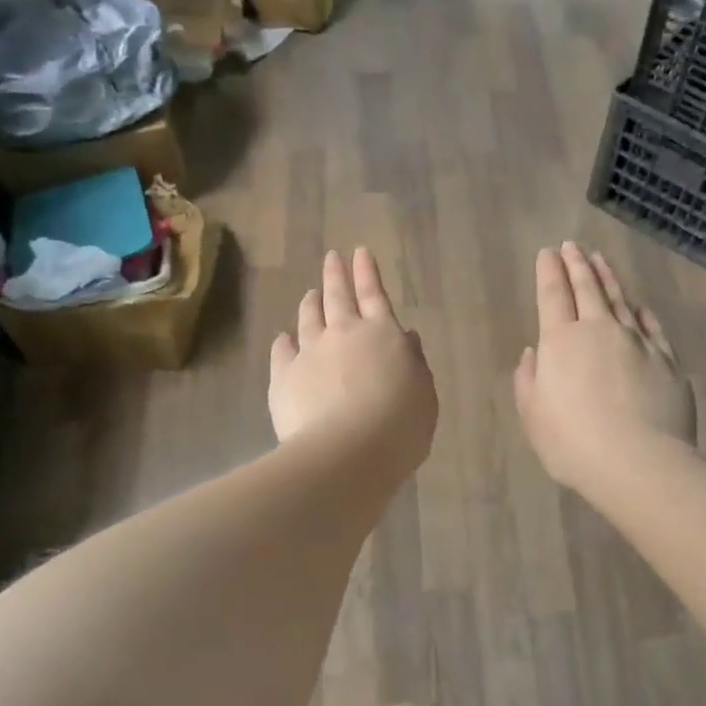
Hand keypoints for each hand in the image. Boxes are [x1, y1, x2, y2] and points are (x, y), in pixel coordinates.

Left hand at [270, 249, 437, 475]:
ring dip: (310, 302)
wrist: (347, 453)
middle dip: (336, 274)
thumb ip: (414, 364)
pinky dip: (284, 342)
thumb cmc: (399, 426)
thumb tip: (407, 338)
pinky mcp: (283, 377)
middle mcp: (344, 334)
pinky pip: (282, 351)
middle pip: (338, 296)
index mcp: (383, 334)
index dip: (368, 272)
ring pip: (308, 318)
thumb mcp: (423, 394)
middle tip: (332, 257)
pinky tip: (283, 338)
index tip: (360, 252)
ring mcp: (310, 353)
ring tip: (310, 293)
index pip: (374, 294)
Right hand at [514, 243, 694, 493]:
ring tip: (600, 260)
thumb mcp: (533, 415)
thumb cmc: (573, 442)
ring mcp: (637, 342)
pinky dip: (642, 311)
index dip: (549, 272)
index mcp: (561, 341)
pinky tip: (639, 304)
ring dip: (608, 277)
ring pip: (621, 300)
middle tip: (572, 245)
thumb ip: (528, 379)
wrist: (639, 462)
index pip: (553, 295)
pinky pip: (652, 326)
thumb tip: (534, 352)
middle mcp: (600, 331)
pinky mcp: (666, 360)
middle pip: (587, 289)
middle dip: (577, 264)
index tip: (548, 252)